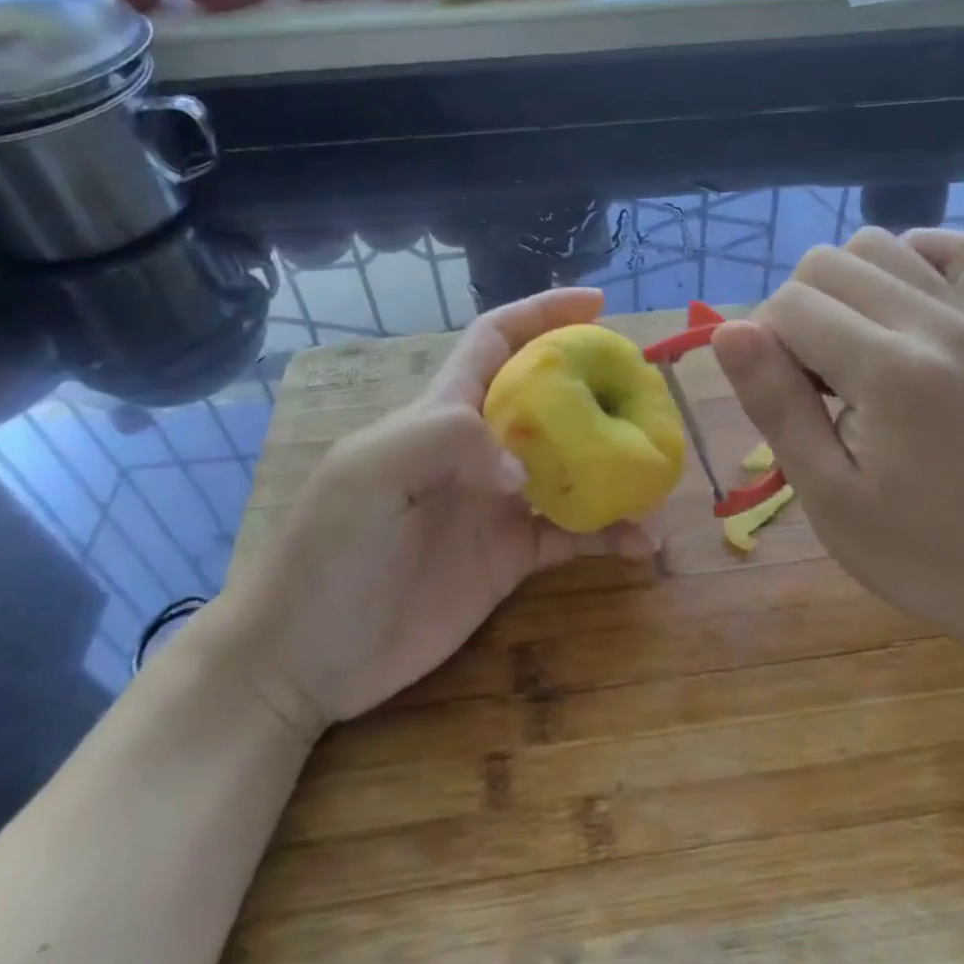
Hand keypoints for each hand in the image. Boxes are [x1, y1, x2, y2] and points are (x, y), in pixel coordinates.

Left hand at [214, 287, 653, 740]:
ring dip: (617, 468)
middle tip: (649, 396)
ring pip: (573, 468)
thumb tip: (525, 467)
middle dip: (598, 388)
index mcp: (443, 411)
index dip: (543, 313)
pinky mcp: (510, 556)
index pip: (497, 339)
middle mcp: (478, 447)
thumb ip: (446, 441)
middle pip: (550, 400)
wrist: (304, 660)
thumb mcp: (371, 474)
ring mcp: (498, 502)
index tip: (597, 303)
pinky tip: (641, 543)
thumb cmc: (328, 552)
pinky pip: (573, 534)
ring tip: (659, 481)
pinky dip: (610, 533)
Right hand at [710, 227, 963, 662]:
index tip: (787, 401)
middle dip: (797, 313)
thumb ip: (774, 402)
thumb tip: (727, 330)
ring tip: (849, 349)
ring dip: (841, 285)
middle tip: (814, 383)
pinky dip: (912, 259)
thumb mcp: (826, 492)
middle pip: (826, 262)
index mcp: (892, 371)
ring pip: (876, 243)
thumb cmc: (915, 549)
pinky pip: (955, 248)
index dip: (765, 347)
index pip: (790, 305)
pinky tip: (895, 304)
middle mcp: (936, 322)